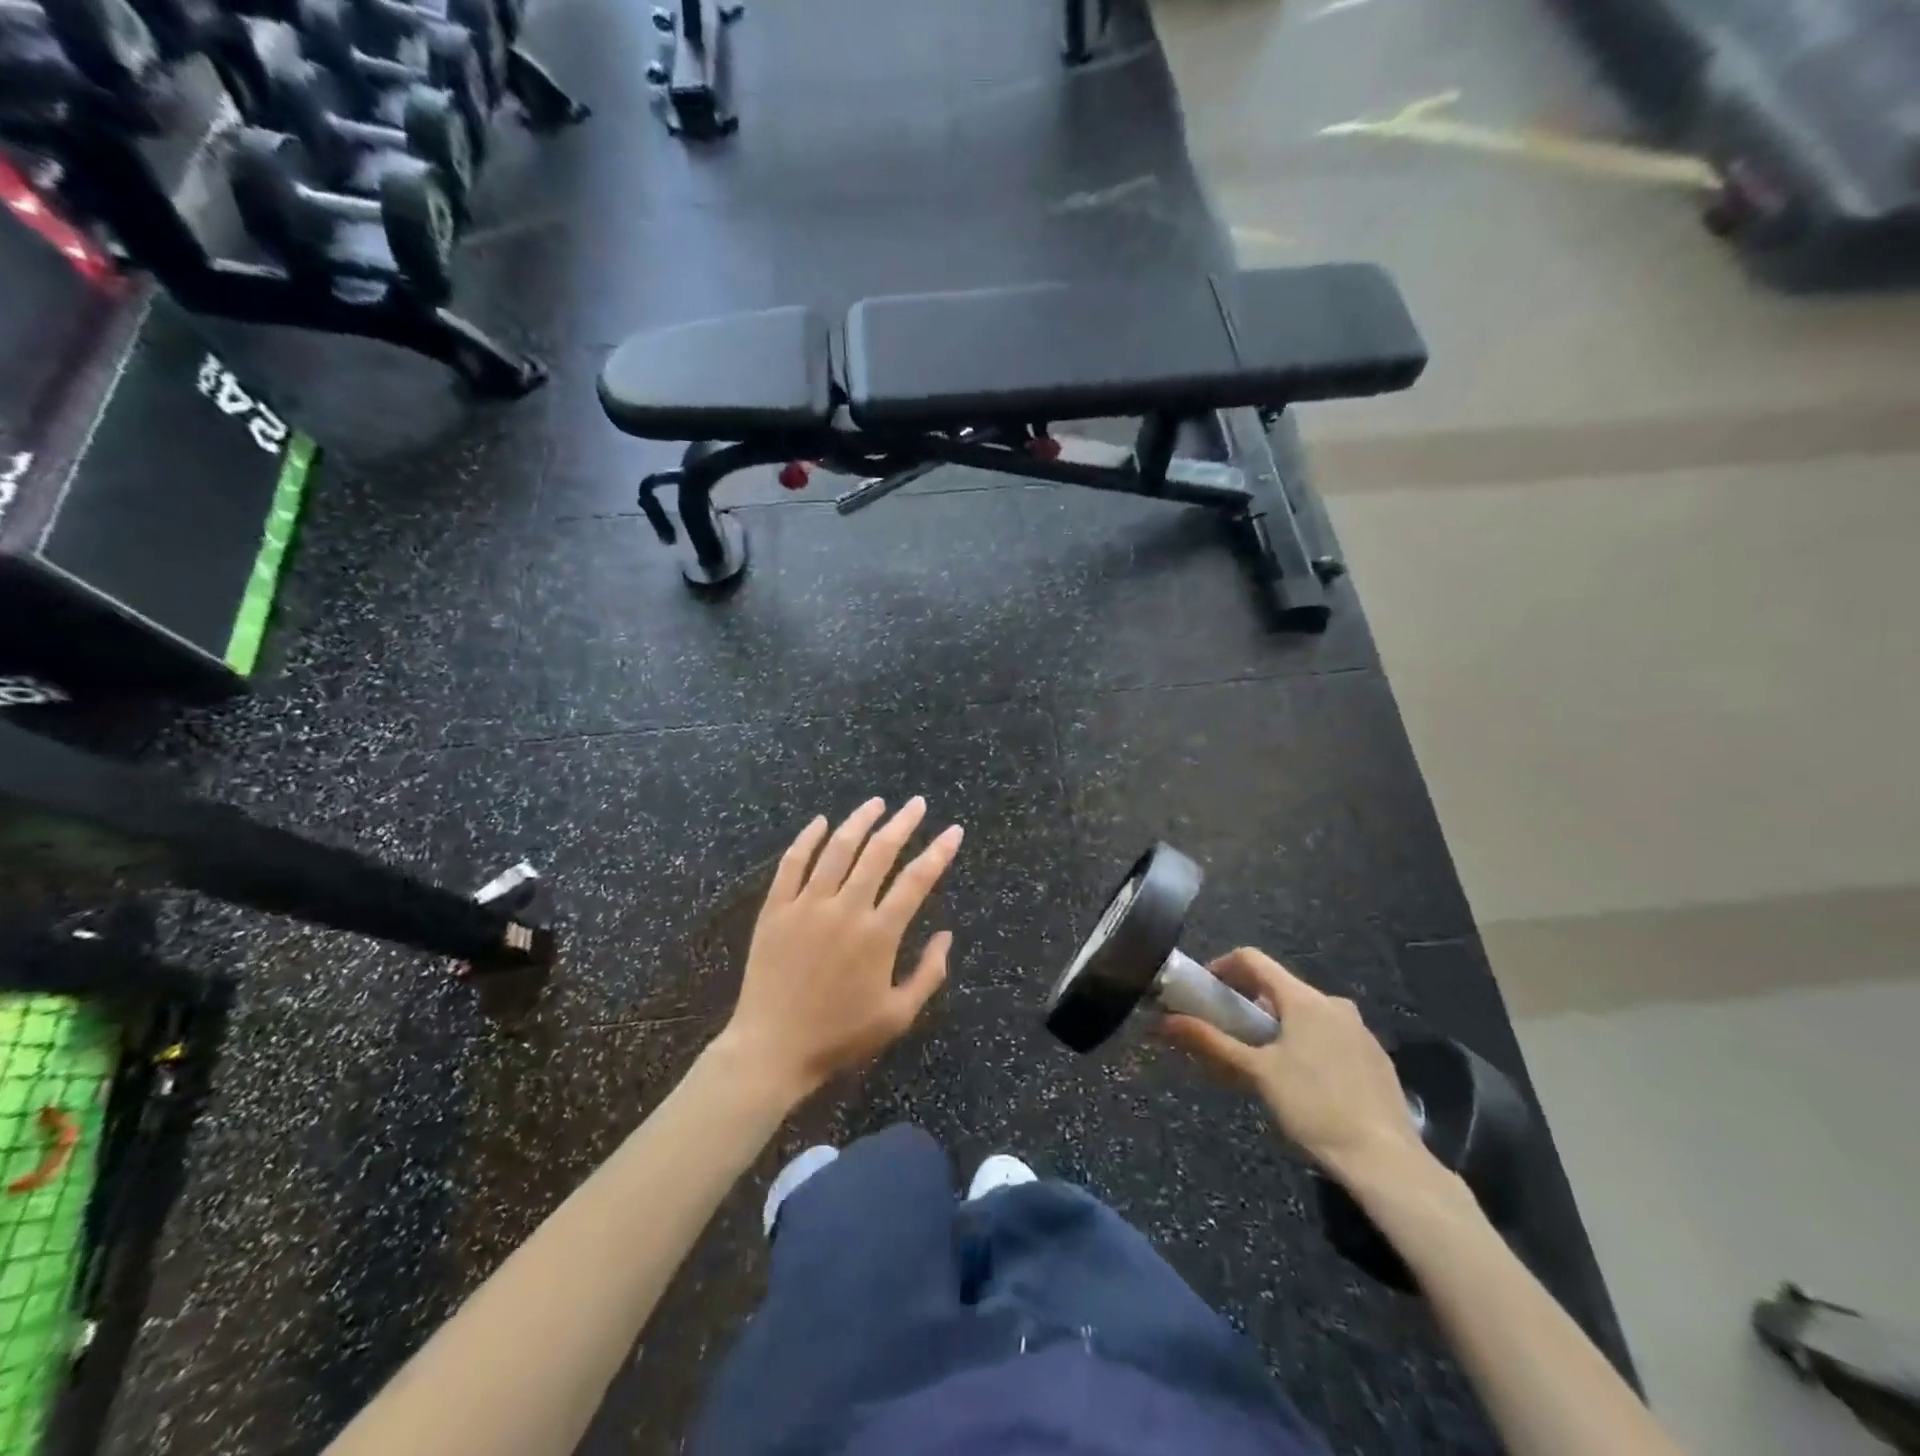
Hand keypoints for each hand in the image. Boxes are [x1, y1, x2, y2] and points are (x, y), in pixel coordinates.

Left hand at [719, 797, 962, 1101]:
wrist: (772, 1048)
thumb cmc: (839, 1036)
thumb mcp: (897, 1016)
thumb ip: (928, 973)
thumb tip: (946, 935)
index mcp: (878, 934)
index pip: (917, 880)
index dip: (938, 852)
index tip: (953, 831)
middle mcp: (845, 909)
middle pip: (878, 853)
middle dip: (902, 824)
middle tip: (915, 804)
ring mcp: (807, 905)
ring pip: (837, 849)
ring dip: (859, 821)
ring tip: (876, 803)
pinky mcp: (776, 909)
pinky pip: (792, 863)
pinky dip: (807, 839)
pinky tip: (820, 822)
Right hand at [1160, 948, 1430, 1184]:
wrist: (1387, 1162)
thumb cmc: (1314, 1107)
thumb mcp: (1256, 1073)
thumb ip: (1211, 1042)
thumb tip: (1164, 1022)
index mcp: (1305, 999)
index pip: (1252, 960)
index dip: (1221, 967)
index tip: (1202, 991)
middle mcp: (1334, 1004)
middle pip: (1278, 987)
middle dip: (1247, 1003)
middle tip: (1225, 1033)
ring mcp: (1359, 1030)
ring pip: (1304, 1013)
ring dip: (1275, 1026)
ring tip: (1259, 1061)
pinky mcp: (1375, 1057)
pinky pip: (1328, 1035)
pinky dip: (1304, 1043)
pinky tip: (1300, 1082)